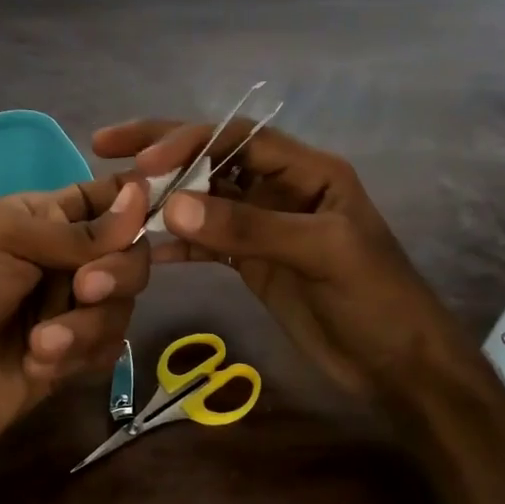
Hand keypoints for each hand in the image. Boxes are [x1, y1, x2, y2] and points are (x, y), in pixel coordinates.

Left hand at [0, 176, 149, 461]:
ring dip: (85, 325)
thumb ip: (78, 230)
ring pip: (123, 305)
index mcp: (44, 220)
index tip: (158, 205)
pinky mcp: (77, 357)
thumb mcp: (5, 242)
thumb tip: (141, 194)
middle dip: (116, 272)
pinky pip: (109, 347)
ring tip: (41, 345)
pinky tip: (37, 367)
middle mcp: (65, 260)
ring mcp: (72, 310)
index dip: (133, 201)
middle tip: (85, 289)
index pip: (104, 199)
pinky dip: (77, 356)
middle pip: (130, 254)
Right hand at [93, 120, 442, 396]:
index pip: (237, 137)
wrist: (399, 366)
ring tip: (115, 201)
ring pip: (203, 200)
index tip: (143, 161)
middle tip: (105, 146)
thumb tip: (173, 206)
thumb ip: (249, 228)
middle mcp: (280, 189)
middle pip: (213, 158)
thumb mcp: (320, 254)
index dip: (188, 141)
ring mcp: (263, 226)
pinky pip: (206, 243)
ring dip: (163, 200)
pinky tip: (143, 250)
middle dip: (162, 152)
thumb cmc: (376, 300)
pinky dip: (176, 245)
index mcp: (307, 171)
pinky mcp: (252, 262)